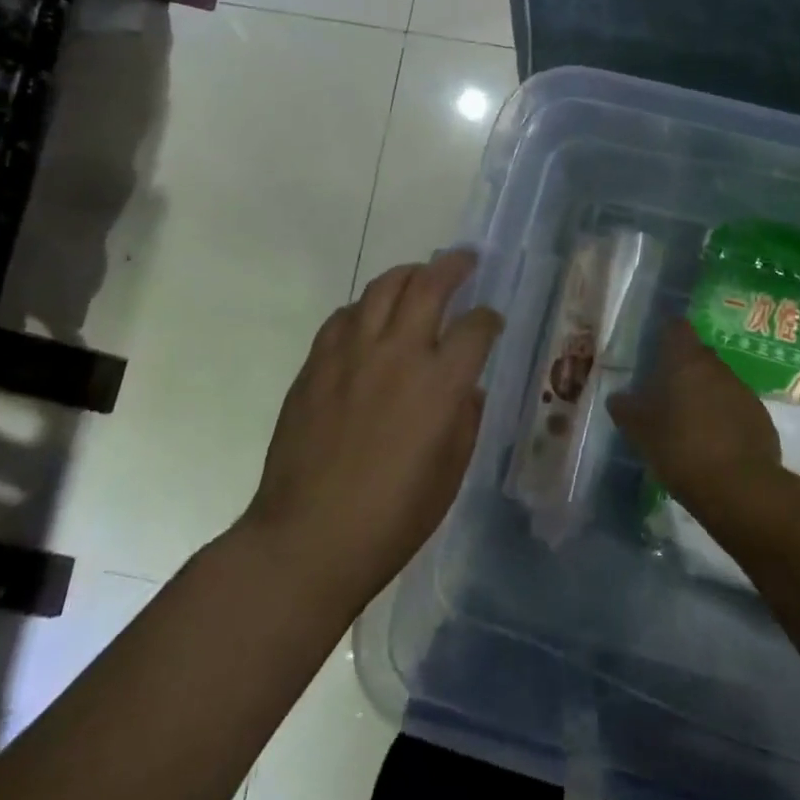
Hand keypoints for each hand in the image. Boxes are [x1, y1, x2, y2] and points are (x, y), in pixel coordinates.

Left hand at [242, 251, 502, 609]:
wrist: (308, 539)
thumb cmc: (392, 518)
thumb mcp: (450, 473)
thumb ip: (465, 419)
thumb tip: (466, 387)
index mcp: (440, 384)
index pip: (475, 327)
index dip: (489, 318)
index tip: (491, 320)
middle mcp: (398, 354)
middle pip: (429, 286)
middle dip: (453, 267)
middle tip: (465, 260)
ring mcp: (351, 354)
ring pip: (382, 289)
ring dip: (408, 274)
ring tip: (419, 275)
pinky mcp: (316, 364)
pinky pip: (343, 316)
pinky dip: (364, 307)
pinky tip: (369, 318)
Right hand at [610, 319, 778, 514]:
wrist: (740, 489)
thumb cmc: (681, 449)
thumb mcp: (640, 432)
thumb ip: (626, 409)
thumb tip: (617, 397)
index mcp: (686, 361)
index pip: (677, 327)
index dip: (666, 333)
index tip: (654, 347)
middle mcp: (718, 368)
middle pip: (699, 355)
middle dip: (683, 368)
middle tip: (665, 391)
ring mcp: (744, 392)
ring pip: (719, 382)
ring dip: (705, 394)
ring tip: (689, 422)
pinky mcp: (761, 418)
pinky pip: (737, 408)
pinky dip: (724, 417)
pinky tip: (714, 443)